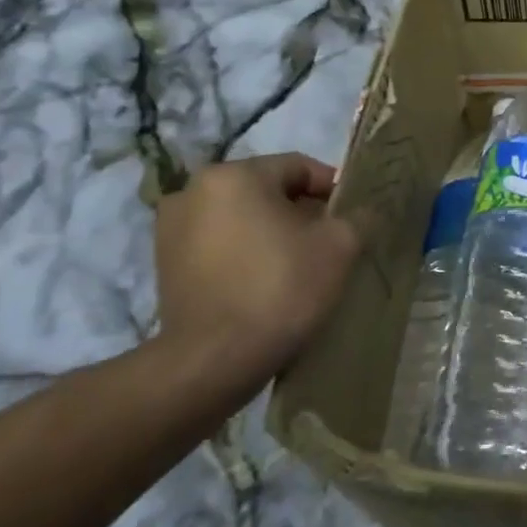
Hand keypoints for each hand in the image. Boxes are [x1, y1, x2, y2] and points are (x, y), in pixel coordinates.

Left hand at [154, 153, 359, 393]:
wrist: (215, 359)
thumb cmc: (282, 288)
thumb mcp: (341, 245)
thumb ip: (357, 216)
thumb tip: (361, 211)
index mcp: (235, 175)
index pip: (299, 167)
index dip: (333, 190)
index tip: (353, 218)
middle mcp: (194, 190)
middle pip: (268, 191)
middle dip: (302, 212)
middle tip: (330, 243)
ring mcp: (171, 227)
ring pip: (242, 217)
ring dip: (272, 232)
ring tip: (299, 265)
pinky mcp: (164, 262)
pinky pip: (219, 243)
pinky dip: (246, 252)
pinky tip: (266, 281)